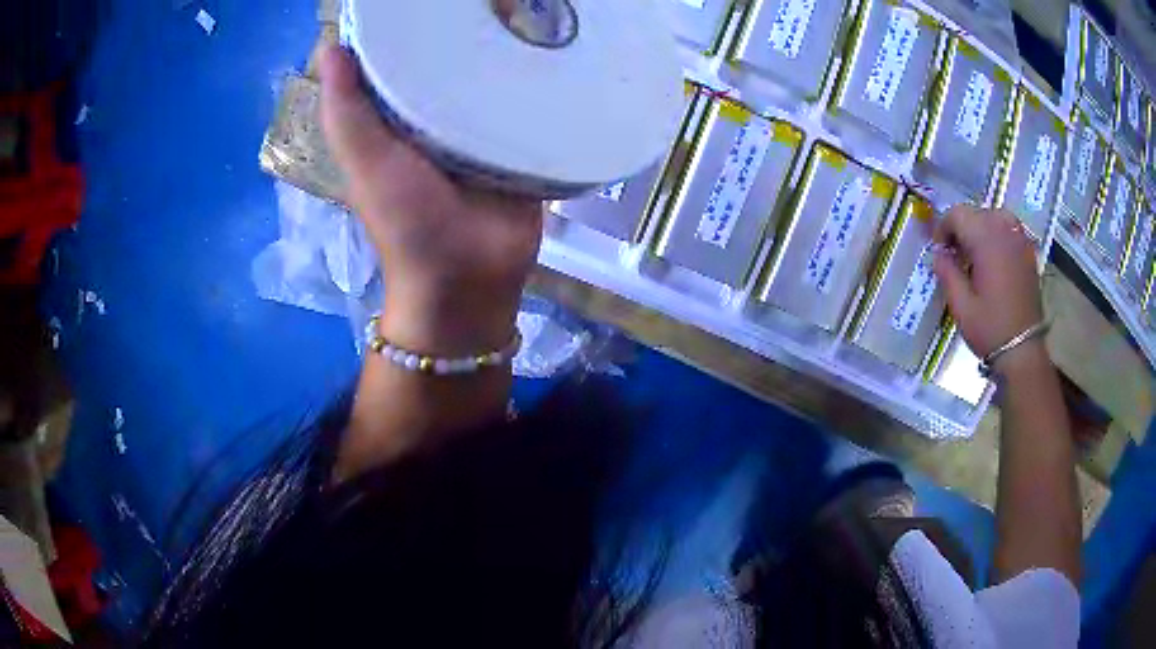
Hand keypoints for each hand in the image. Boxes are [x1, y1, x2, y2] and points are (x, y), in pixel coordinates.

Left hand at [319, 44, 542, 355]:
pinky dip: (538, 81)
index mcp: (398, 117)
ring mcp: (483, 128)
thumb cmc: (408, 223)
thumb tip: (332, 46)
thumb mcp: (366, 163)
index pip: (402, 59)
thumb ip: (347, 112)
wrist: (469, 277)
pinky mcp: (521, 141)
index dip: (410, 27)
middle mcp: (439, 116)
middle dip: (468, 32)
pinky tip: (556, 47)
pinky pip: (529, 104)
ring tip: (531, 7)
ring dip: (508, 51)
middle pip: (452, 63)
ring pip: (494, 79)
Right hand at [932, 206, 1044, 371]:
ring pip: (994, 216)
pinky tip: (994, 258)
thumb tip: (938, 254)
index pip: (957, 214)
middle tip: (955, 255)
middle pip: (976, 212)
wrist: (1023, 351)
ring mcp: (1020, 240)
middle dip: (961, 228)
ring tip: (975, 254)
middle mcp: (1004, 231)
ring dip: (981, 228)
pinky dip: (998, 235)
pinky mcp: (1029, 252)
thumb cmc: (990, 329)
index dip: (943, 228)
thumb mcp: (960, 305)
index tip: (939, 250)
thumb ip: (947, 272)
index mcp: (986, 239)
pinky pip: (1010, 229)